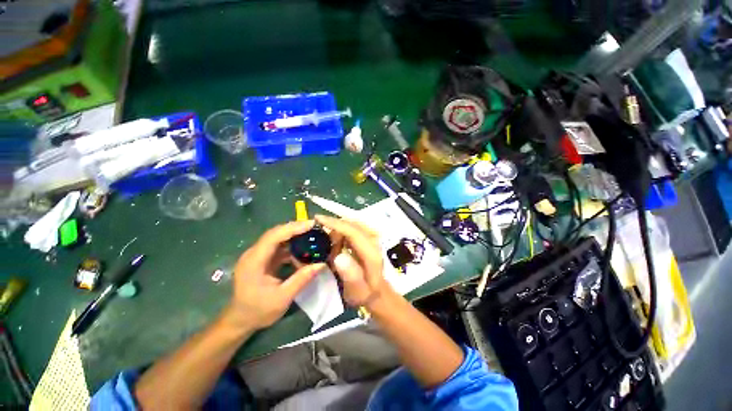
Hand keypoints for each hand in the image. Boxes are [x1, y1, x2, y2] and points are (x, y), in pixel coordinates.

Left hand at [226, 221, 325, 329]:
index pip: (274, 236)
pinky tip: (303, 249)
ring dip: (295, 236)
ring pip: (278, 238)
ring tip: (312, 235)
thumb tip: (322, 264)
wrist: (240, 320)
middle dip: (296, 228)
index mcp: (254, 261)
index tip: (312, 224)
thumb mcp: (282, 298)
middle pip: (276, 233)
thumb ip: (301, 279)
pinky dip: (292, 245)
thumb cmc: (258, 311)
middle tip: (315, 227)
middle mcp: (254, 253)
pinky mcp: (263, 259)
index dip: (293, 228)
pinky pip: (279, 246)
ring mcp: (258, 255)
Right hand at [315, 215, 391, 307]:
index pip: (353, 231)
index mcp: (371, 252)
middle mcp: (374, 240)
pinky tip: (338, 247)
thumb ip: (350, 275)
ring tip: (332, 251)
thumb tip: (339, 256)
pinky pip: (352, 228)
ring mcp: (372, 237)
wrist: (377, 291)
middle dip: (334, 228)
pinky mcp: (369, 237)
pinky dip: (342, 233)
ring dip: (338, 233)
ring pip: (351, 224)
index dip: (335, 223)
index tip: (318, 218)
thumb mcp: (357, 291)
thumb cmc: (365, 292)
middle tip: (324, 244)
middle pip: (352, 224)